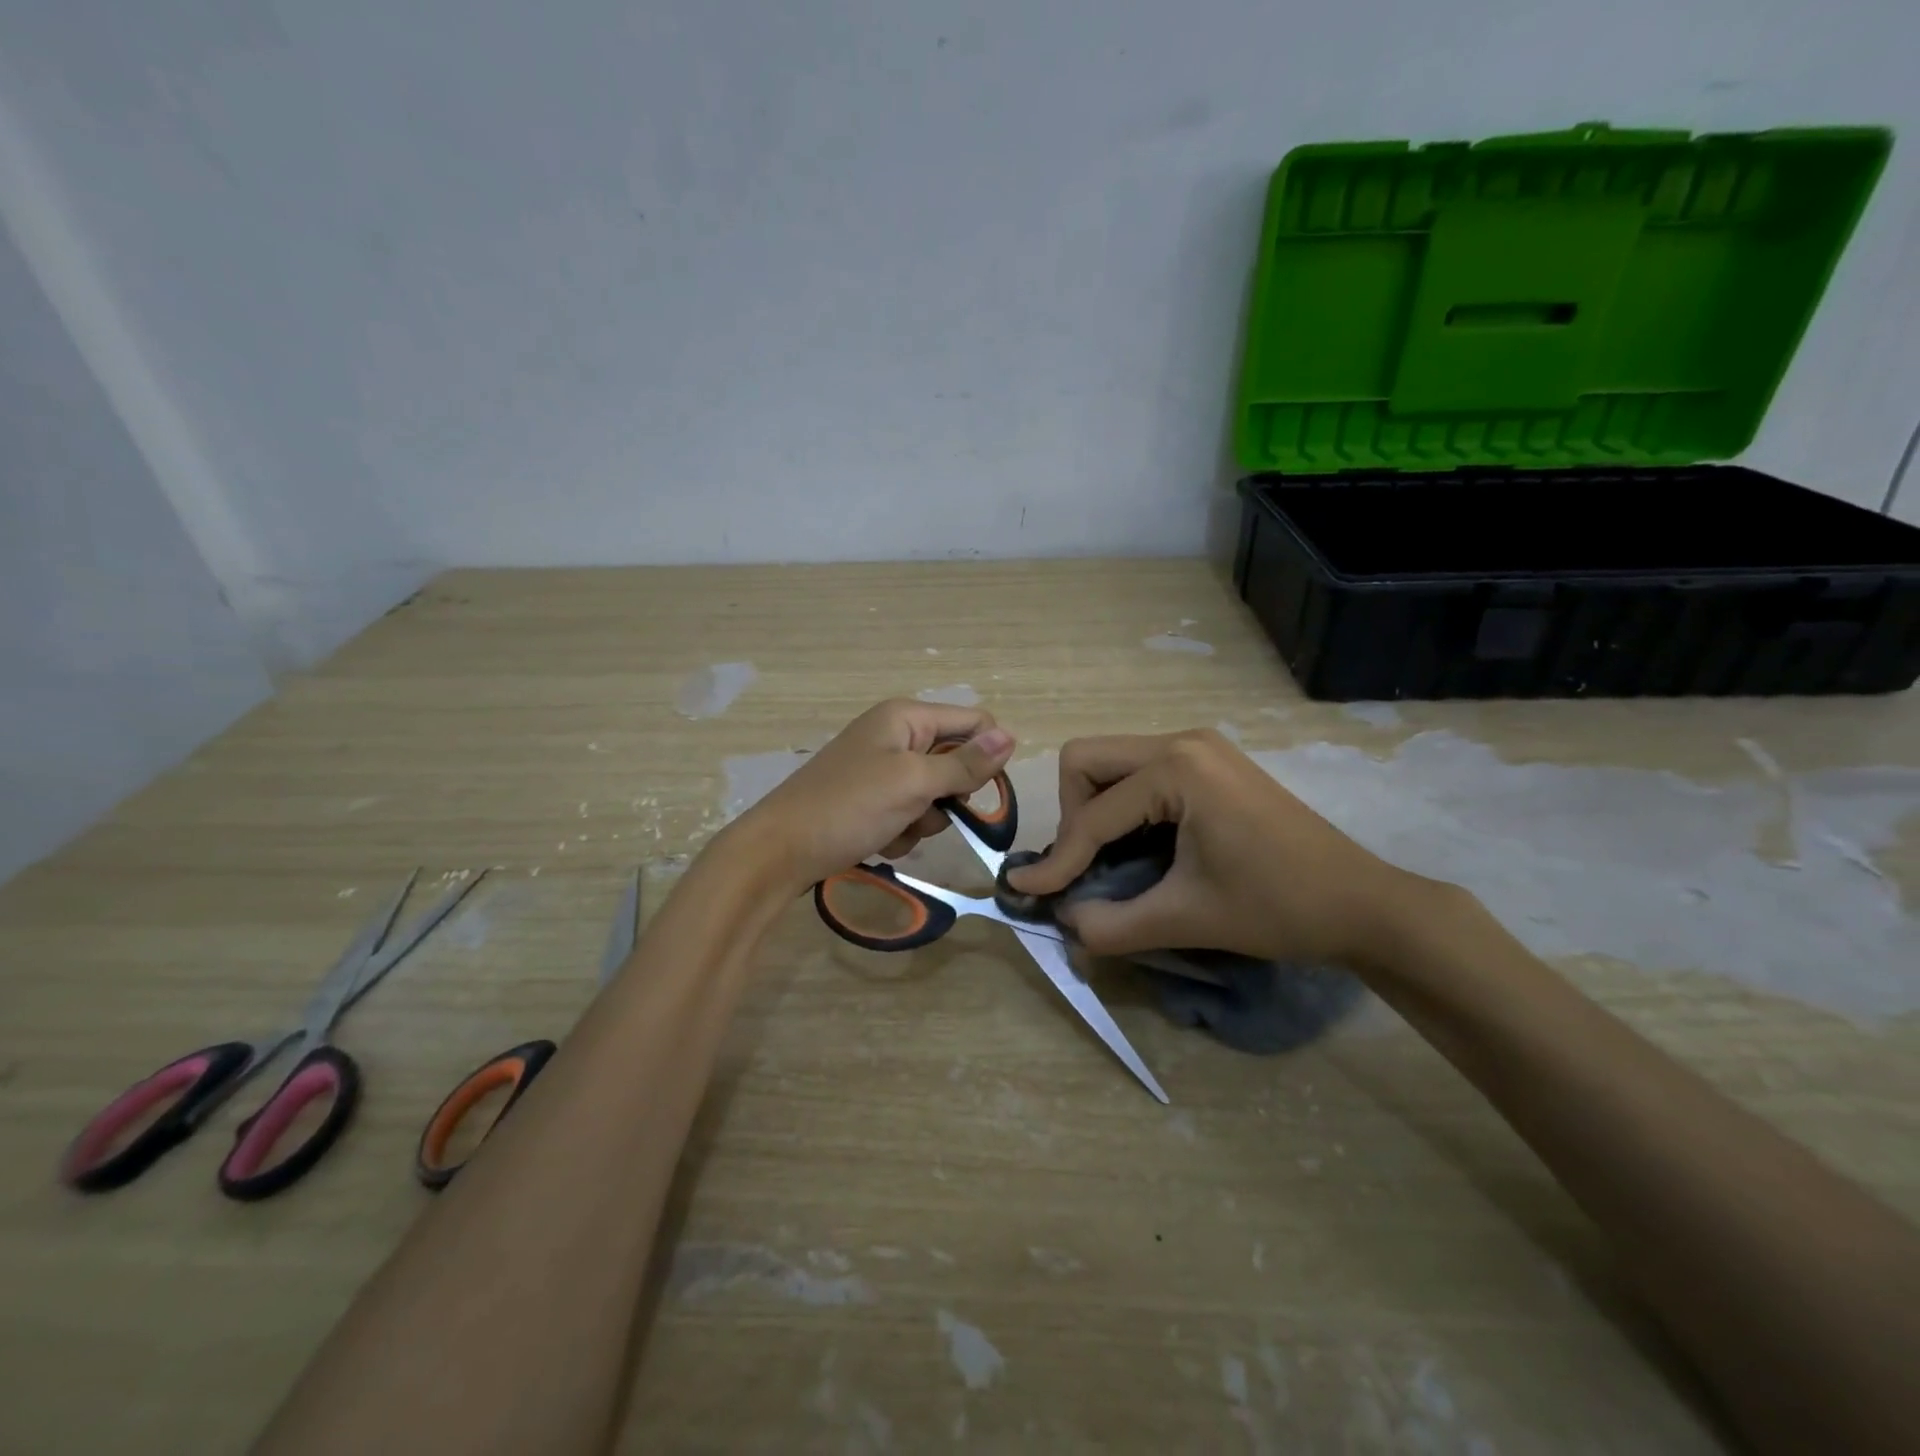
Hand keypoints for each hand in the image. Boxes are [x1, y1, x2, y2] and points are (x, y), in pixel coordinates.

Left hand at [725, 699, 1014, 892]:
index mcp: (906, 717)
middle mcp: (896, 735)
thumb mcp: (913, 783)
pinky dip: (902, 831)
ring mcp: (881, 769)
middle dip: (947, 796)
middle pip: (955, 762)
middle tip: (924, 811)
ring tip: (894, 829)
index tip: (978, 794)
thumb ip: (964, 763)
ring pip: (934, 794)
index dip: (985, 757)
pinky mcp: (870, 799)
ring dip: (923, 820)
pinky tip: (878, 841)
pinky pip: (908, 813)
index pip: (974, 723)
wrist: (780, 851)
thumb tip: (1012, 736)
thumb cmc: (849, 807)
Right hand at [1005, 728, 1410, 965]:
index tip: (1030, 892)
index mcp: (1177, 768)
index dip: (1059, 859)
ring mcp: (1199, 746)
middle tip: (1085, 866)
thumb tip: (1062, 921)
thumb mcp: (1187, 918)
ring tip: (1109, 860)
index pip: (1093, 814)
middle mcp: (1182, 740)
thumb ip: (1112, 924)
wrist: (1363, 904)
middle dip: (1072, 815)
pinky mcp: (1210, 761)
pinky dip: (1125, 806)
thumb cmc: (1279, 907)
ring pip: (1111, 762)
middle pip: (1087, 761)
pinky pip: (1141, 771)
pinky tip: (1141, 846)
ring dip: (1095, 809)